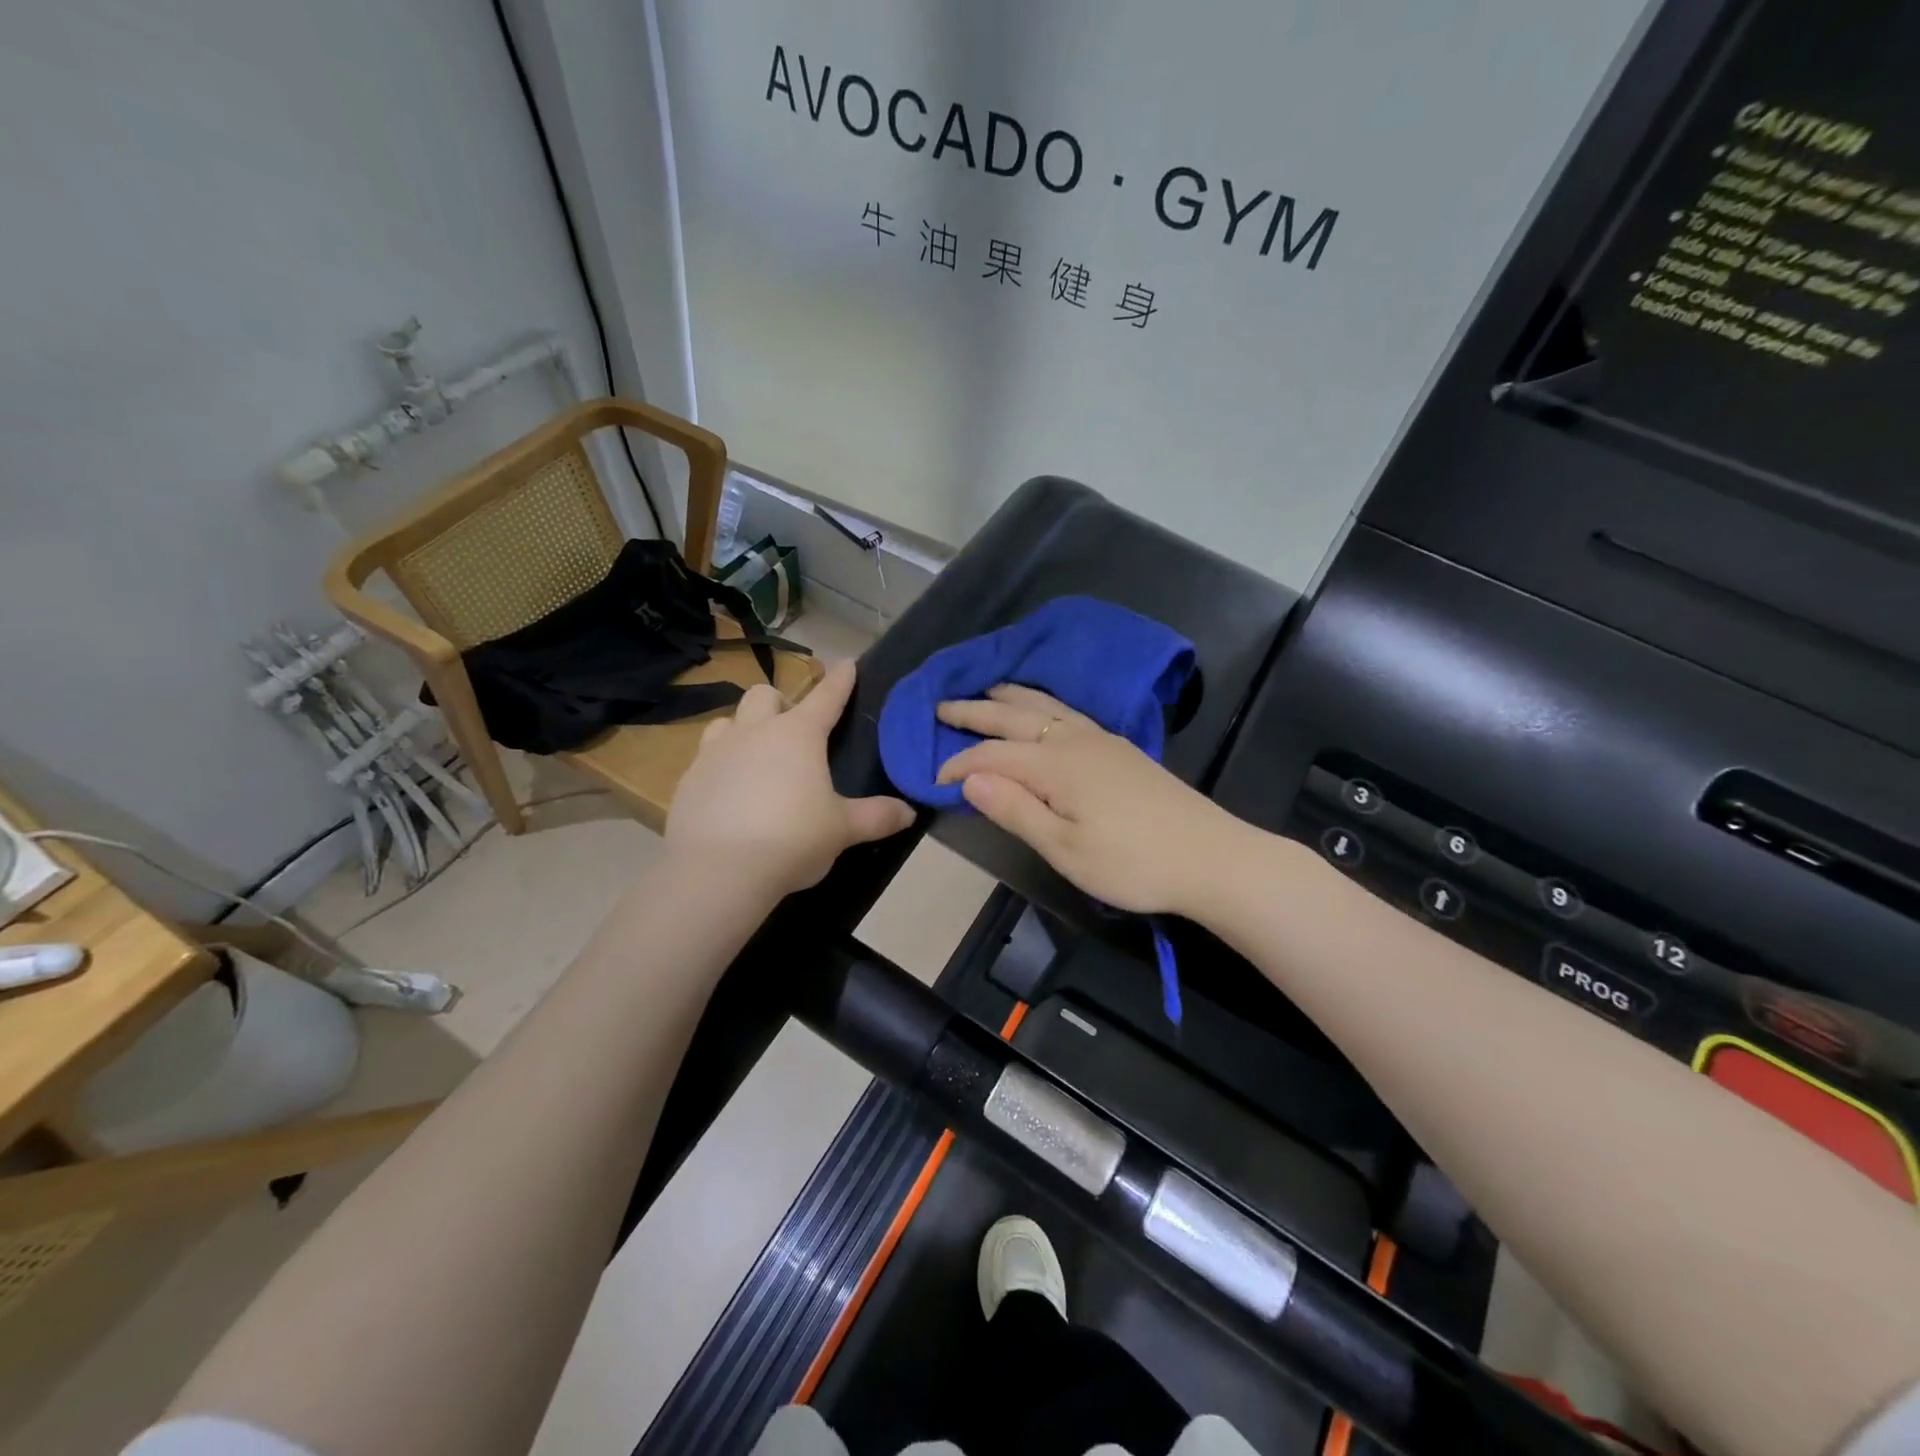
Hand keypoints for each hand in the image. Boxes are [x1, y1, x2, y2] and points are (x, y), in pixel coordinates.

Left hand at [668, 659, 915, 896]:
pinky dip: (720, 767)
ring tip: (755, 758)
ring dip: (744, 730)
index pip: (826, 696)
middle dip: (780, 703)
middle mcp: (754, 732)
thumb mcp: (842, 830)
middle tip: (793, 734)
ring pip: (727, 720)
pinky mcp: (687, 779)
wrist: (719, 871)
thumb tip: (909, 812)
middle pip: (764, 695)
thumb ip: (876, 816)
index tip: (847, 664)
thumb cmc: (792, 840)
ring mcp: (715, 752)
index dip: (840, 680)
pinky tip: (728, 794)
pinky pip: (704, 759)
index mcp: (798, 735)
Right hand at [935, 685, 1243, 916]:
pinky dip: (1043, 704)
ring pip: (1046, 707)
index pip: (993, 756)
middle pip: (1015, 717)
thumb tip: (970, 778)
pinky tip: (1045, 712)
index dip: (960, 764)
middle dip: (975, 711)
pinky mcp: (1121, 749)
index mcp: (1056, 765)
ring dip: (1011, 698)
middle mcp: (1075, 740)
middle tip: (942, 706)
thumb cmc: (1133, 862)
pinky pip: (1068, 712)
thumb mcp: (1065, 848)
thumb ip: (1015, 810)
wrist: (1211, 857)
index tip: (934, 780)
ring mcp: (1102, 740)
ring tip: (988, 690)